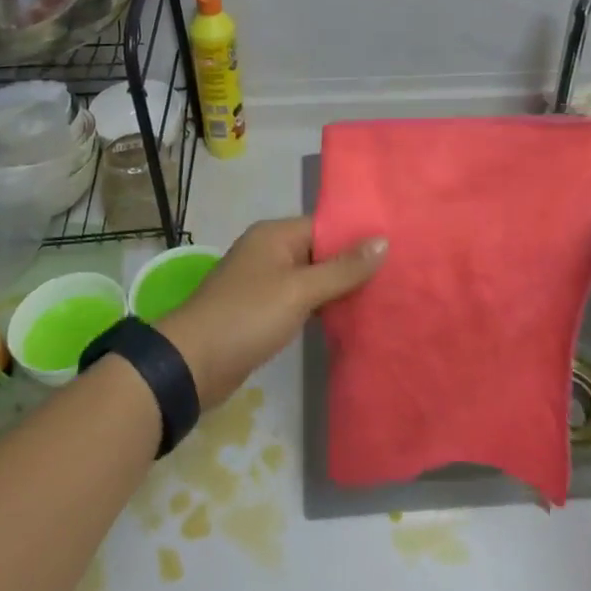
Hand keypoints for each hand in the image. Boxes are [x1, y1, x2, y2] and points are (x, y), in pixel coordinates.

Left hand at [156, 217, 385, 407]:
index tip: (396, 247)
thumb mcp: (299, 291)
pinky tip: (350, 318)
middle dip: (353, 265)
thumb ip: (342, 269)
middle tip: (397, 275)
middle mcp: (270, 252)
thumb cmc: (247, 317)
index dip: (358, 237)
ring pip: (312, 278)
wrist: (192, 364)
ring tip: (382, 296)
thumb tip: (383, 241)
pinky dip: (322, 307)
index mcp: (275, 235)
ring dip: (339, 289)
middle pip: (321, 251)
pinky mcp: (263, 311)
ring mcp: (265, 282)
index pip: (326, 226)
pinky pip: (301, 301)